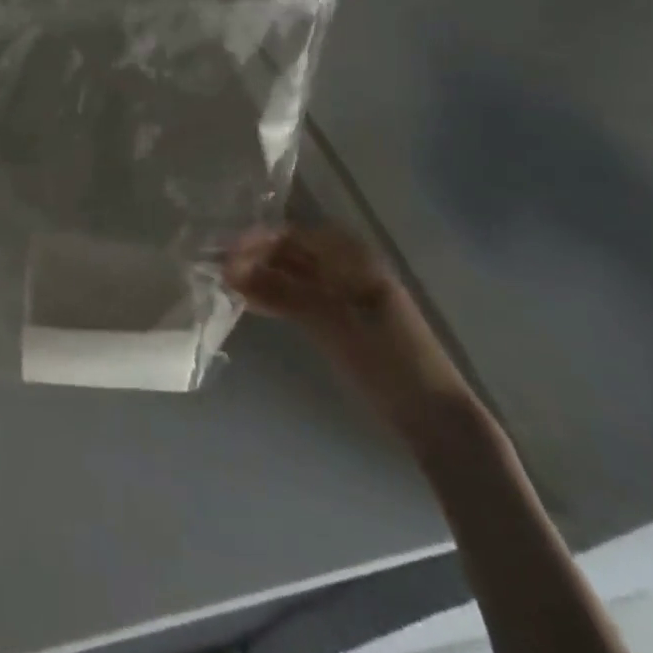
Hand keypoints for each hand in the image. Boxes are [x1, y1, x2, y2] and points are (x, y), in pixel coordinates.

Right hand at [225, 216, 473, 434]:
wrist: (434, 418)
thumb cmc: (389, 359)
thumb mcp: (333, 322)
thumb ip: (282, 293)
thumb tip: (231, 271)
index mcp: (353, 258)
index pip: (294, 235)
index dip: (257, 239)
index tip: (224, 250)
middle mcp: (347, 268)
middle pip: (292, 253)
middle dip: (255, 257)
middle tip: (217, 268)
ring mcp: (344, 296)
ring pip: (293, 276)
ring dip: (261, 278)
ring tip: (225, 284)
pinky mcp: (341, 323)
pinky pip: (299, 299)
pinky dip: (275, 298)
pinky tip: (249, 303)